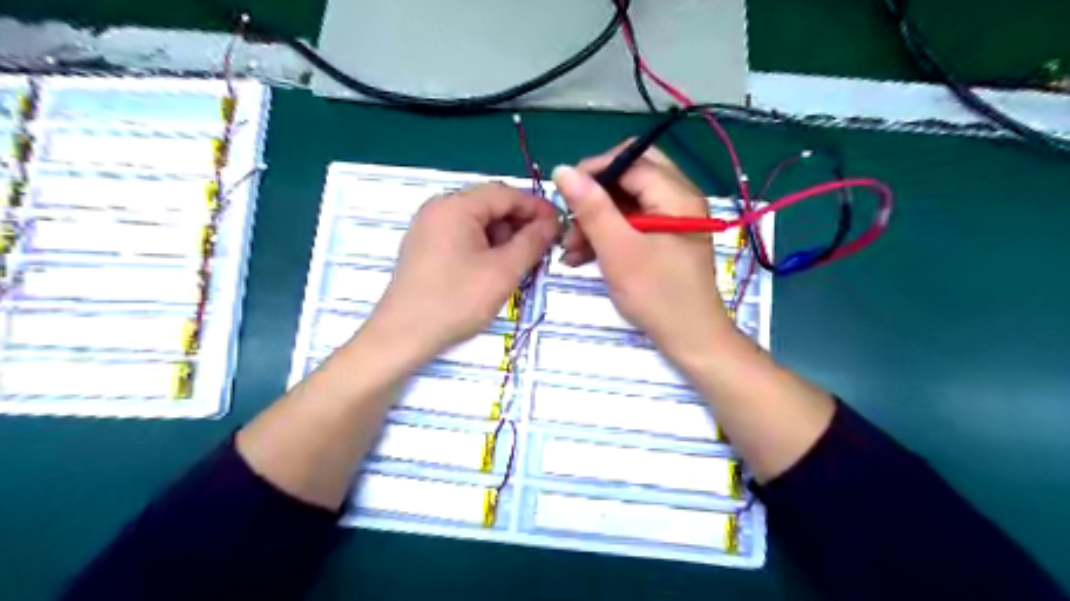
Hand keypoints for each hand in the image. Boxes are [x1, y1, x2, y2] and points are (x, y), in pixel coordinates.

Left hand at [365, 182, 561, 360]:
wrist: (402, 336)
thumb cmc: (455, 300)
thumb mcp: (503, 271)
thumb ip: (533, 241)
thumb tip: (553, 222)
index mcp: (456, 205)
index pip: (506, 193)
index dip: (537, 208)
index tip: (561, 226)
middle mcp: (439, 208)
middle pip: (491, 206)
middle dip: (521, 224)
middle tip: (544, 248)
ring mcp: (429, 228)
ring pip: (478, 223)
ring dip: (505, 238)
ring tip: (522, 263)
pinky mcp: (426, 247)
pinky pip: (464, 237)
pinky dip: (486, 247)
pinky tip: (498, 269)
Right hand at [550, 144, 737, 361]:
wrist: (690, 339)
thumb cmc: (657, 295)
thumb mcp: (618, 250)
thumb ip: (591, 209)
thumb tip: (562, 170)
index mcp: (676, 195)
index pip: (630, 161)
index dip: (593, 171)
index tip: (563, 195)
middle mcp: (678, 198)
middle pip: (629, 176)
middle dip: (595, 196)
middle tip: (572, 218)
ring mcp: (672, 219)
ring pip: (627, 201)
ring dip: (596, 218)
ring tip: (570, 248)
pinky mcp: (664, 238)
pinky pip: (632, 222)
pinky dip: (608, 233)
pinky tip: (583, 255)